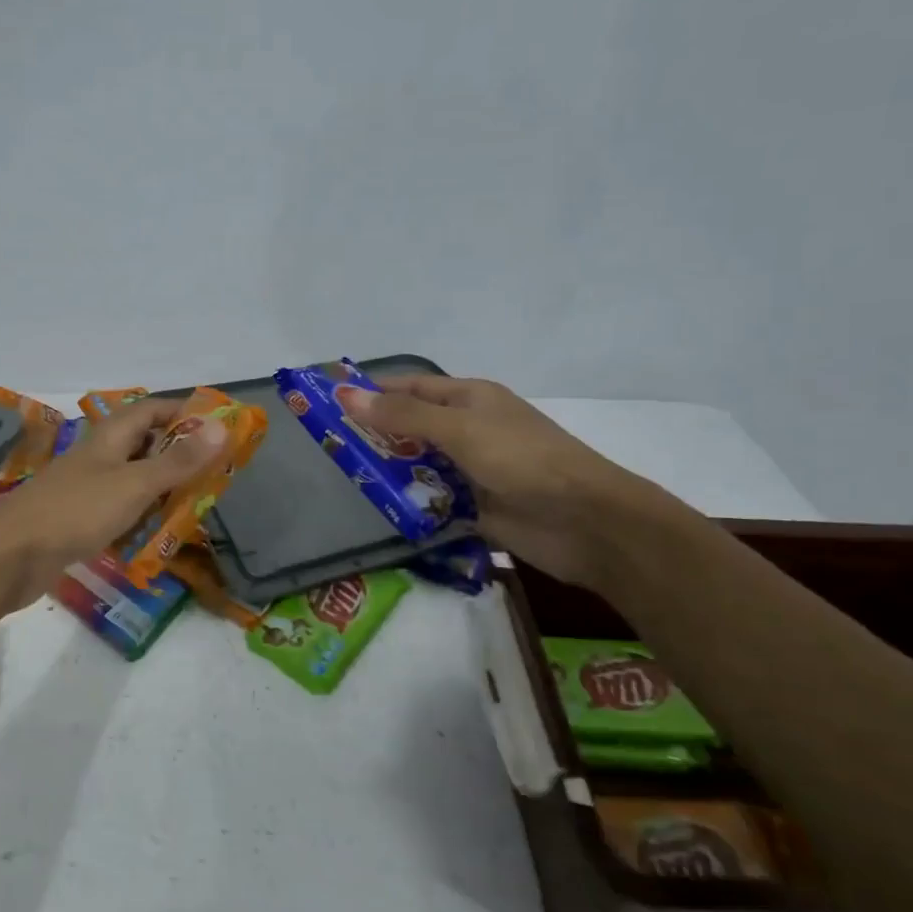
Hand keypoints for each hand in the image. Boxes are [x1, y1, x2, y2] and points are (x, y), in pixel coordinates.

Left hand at [0, 396, 227, 608]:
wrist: (11, 556)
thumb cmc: (77, 511)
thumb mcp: (135, 484)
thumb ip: (178, 461)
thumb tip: (221, 427)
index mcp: (110, 437)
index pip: (152, 410)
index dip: (184, 413)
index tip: (218, 429)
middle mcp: (98, 456)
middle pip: (144, 444)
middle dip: (178, 455)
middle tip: (213, 473)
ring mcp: (86, 488)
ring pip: (132, 479)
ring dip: (161, 488)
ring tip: (194, 504)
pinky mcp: (78, 518)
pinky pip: (118, 509)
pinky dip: (139, 516)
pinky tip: (156, 534)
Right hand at [343, 375, 667, 588]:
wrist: (585, 522)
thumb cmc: (523, 460)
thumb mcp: (460, 430)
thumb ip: (403, 417)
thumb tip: (346, 396)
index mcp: (469, 400)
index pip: (409, 389)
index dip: (371, 393)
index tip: (328, 403)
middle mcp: (468, 430)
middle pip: (409, 429)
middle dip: (373, 436)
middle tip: (327, 448)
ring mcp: (471, 471)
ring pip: (417, 467)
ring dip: (388, 473)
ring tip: (343, 481)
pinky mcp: (473, 508)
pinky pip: (430, 502)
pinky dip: (408, 506)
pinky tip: (378, 512)